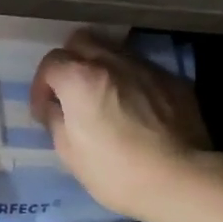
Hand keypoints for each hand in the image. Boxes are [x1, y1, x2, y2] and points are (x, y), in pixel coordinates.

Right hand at [30, 33, 219, 220]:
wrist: (181, 180)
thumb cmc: (116, 171)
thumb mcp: (69, 153)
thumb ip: (57, 120)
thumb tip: (56, 108)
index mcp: (81, 78)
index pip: (50, 62)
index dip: (42, 86)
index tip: (46, 111)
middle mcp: (112, 62)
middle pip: (81, 41)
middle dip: (71, 61)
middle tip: (72, 92)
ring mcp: (146, 68)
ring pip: (114, 50)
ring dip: (102, 68)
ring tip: (104, 97)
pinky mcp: (173, 80)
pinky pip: (142, 69)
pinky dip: (131, 81)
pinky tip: (136, 107)